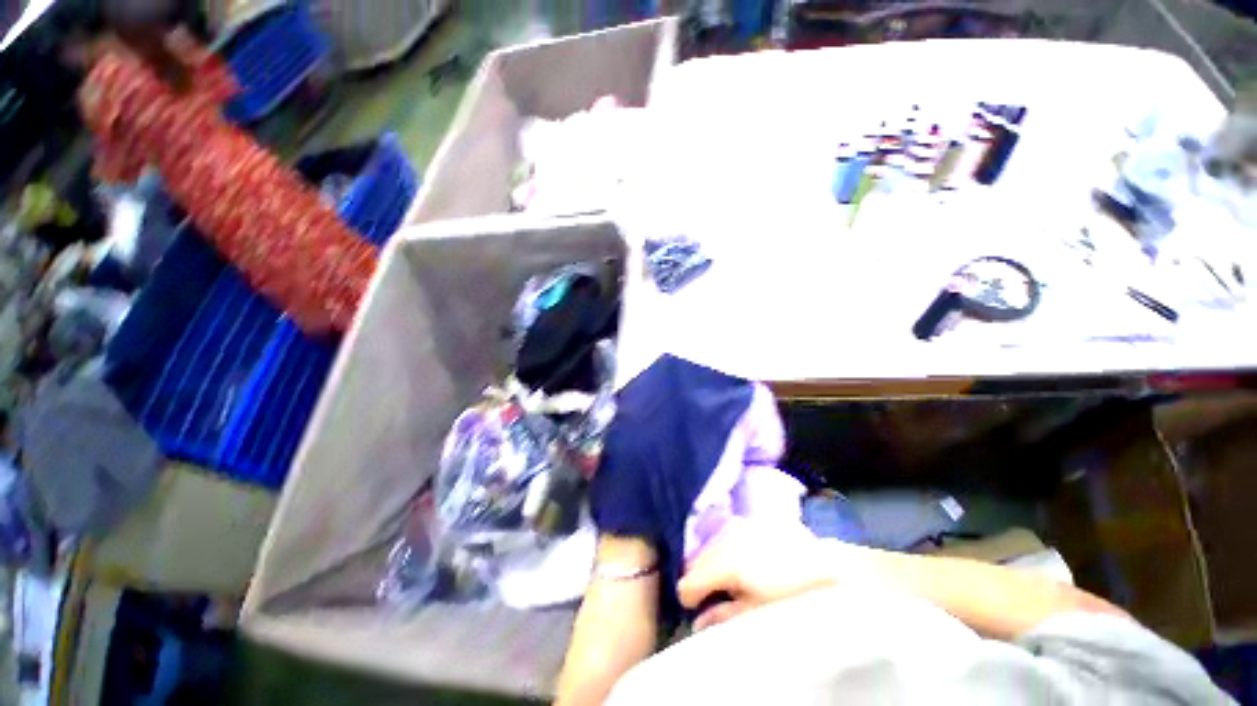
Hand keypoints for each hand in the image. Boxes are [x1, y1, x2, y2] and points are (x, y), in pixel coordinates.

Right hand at [677, 518, 845, 630]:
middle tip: (713, 600)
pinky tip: (741, 564)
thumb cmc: (793, 597)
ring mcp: (738, 526)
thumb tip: (698, 622)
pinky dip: (726, 551)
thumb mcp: (757, 615)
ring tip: (728, 583)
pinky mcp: (749, 522)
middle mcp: (726, 537)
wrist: (830, 568)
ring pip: (711, 547)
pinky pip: (726, 537)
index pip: (689, 580)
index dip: (689, 599)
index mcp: (726, 562)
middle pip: (697, 560)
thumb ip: (723, 617)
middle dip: (701, 580)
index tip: (697, 611)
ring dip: (712, 565)